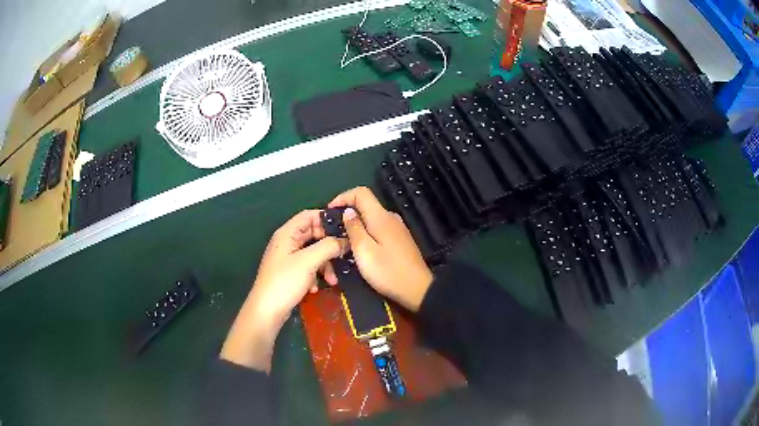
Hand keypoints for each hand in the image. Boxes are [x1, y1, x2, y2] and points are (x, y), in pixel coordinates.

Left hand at [221, 210, 346, 371]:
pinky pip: (308, 267)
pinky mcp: (290, 273)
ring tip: (332, 280)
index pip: (309, 215)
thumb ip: (328, 246)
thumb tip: (346, 240)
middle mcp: (287, 242)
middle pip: (313, 235)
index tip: (345, 229)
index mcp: (287, 233)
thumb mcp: (309, 261)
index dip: (326, 219)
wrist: (267, 311)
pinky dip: (315, 275)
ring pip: (313, 253)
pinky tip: (316, 288)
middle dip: (329, 246)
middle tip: (344, 255)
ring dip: (325, 265)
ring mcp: (287, 258)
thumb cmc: (285, 281)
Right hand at [329, 187, 432, 311]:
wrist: (418, 290)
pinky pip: (378, 229)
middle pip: (365, 205)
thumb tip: (348, 211)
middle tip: (332, 230)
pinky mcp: (400, 240)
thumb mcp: (364, 251)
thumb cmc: (388, 271)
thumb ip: (354, 229)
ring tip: (343, 241)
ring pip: (371, 219)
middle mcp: (391, 218)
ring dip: (356, 226)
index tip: (329, 211)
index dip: (343, 197)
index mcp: (381, 217)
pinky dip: (366, 233)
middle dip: (347, 213)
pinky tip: (360, 249)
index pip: (361, 192)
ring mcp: (397, 229)